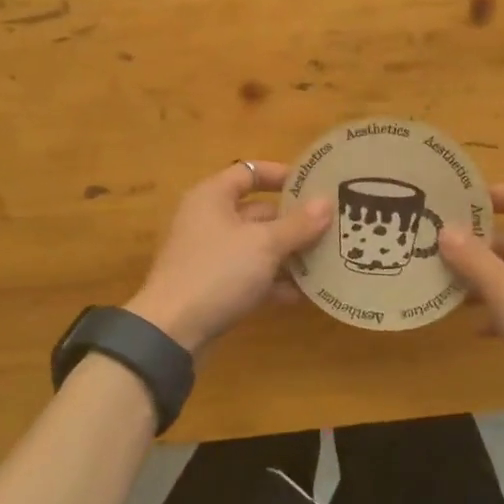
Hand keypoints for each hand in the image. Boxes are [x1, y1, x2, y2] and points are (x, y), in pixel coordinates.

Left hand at [126, 161, 332, 353]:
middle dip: (293, 221)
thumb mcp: (264, 245)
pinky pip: (249, 274)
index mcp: (213, 197)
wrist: (172, 331)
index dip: (281, 175)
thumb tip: (327, 201)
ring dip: (287, 253)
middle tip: (331, 227)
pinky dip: (272, 280)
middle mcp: (208, 220)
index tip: (313, 186)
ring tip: (325, 260)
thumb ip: (298, 224)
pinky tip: (302, 293)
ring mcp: (209, 254)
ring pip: (256, 246)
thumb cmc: (218, 272)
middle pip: (257, 211)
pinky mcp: (212, 285)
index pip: (249, 172)